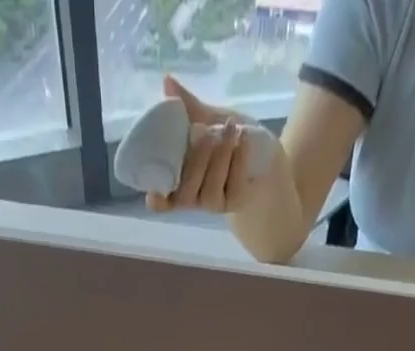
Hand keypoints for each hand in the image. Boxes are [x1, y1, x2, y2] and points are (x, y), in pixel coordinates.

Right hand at [147, 76, 255, 214]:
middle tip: (208, 131)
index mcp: (177, 181)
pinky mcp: (235, 201)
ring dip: (220, 155)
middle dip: (197, 161)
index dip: (157, 200)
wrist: (261, 154)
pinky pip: (233, 183)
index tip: (153, 194)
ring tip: (230, 128)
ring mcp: (213, 203)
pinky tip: (242, 138)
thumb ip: (187, 109)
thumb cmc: (226, 140)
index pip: (161, 202)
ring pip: (210, 188)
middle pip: (185, 193)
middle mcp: (192, 198)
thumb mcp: (206, 121)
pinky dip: (238, 158)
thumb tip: (167, 82)